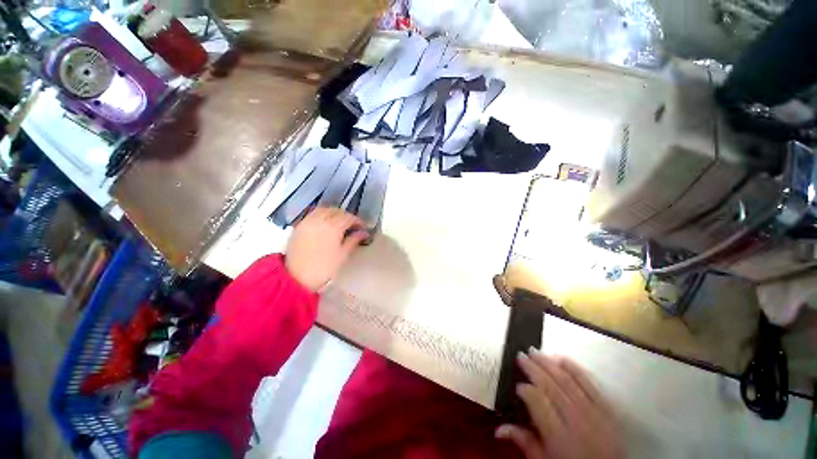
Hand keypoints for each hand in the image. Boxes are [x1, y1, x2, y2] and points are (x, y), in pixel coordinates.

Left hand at [285, 208, 368, 291]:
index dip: (358, 221)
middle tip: (352, 225)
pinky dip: (322, 214)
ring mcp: (308, 222)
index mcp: (333, 227)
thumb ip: (353, 241)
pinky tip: (325, 223)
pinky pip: (313, 214)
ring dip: (334, 213)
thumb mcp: (342, 255)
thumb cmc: (324, 268)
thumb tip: (364, 232)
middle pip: (336, 211)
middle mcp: (320, 220)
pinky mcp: (300, 226)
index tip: (363, 227)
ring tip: (339, 221)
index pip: (348, 217)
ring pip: (324, 210)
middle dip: (346, 216)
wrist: (296, 277)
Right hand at [495, 350, 623, 458]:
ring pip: (569, 381)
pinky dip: (576, 369)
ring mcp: (595, 414)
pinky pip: (591, 384)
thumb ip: (524, 443)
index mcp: (560, 438)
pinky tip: (563, 358)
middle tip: (521, 355)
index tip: (517, 385)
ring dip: (550, 364)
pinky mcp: (608, 409)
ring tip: (536, 352)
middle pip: (552, 386)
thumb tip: (499, 429)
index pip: (538, 403)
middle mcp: (578, 422)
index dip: (525, 390)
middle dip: (534, 368)